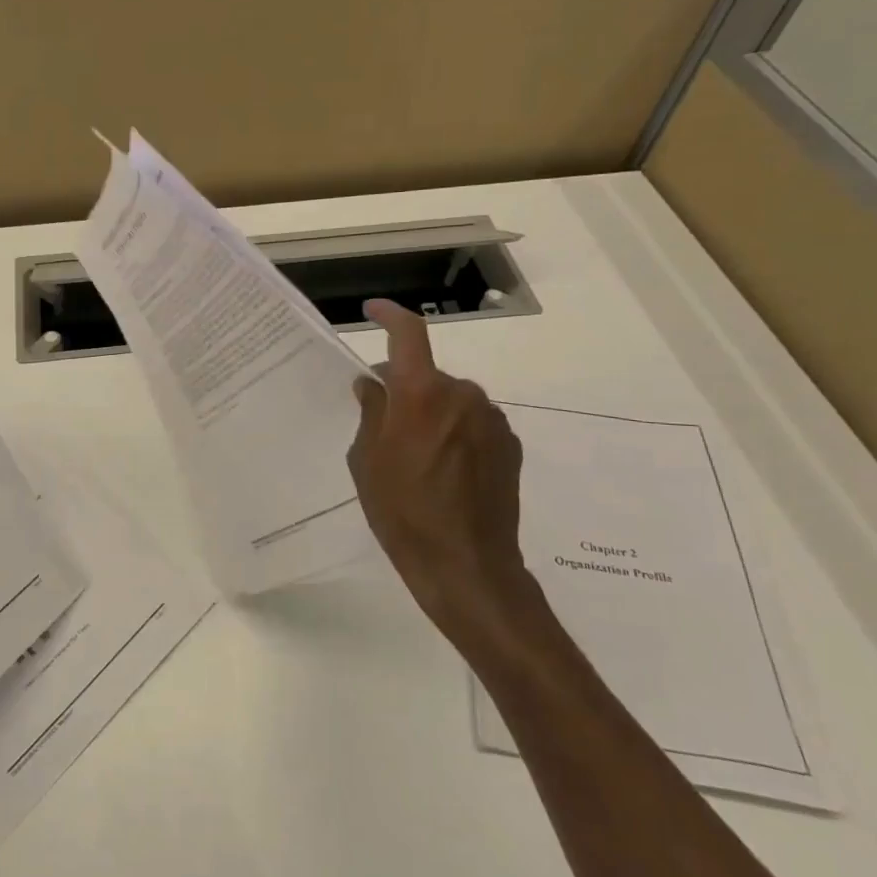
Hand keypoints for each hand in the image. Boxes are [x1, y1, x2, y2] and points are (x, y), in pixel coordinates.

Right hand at [347, 300, 550, 668]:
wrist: (466, 565)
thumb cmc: (402, 512)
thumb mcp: (366, 462)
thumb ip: (371, 413)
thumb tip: (373, 386)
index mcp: (421, 394)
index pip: (408, 335)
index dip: (389, 315)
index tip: (372, 311)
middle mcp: (462, 395)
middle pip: (427, 375)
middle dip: (405, 389)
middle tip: (385, 425)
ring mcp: (492, 419)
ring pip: (451, 399)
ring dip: (432, 413)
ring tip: (417, 457)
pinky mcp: (510, 444)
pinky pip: (473, 422)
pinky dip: (455, 432)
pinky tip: (446, 471)